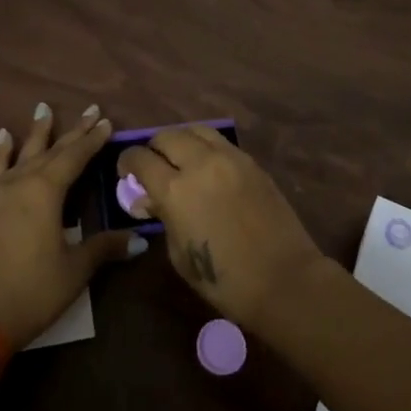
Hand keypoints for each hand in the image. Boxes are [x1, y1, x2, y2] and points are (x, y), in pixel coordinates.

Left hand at [0, 103, 144, 348]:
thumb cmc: (32, 291)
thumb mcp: (74, 270)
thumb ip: (104, 248)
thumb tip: (139, 240)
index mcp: (46, 191)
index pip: (75, 157)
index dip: (92, 140)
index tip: (106, 122)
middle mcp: (21, 182)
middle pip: (51, 150)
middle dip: (73, 131)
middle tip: (90, 111)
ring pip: (21, 153)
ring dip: (35, 132)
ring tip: (42, 109)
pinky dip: (0, 153)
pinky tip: (3, 139)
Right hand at [120, 125, 323, 332]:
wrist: (283, 279)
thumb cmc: (224, 280)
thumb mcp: (179, 254)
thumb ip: (162, 218)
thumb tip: (148, 199)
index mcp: (175, 190)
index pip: (140, 159)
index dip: (127, 162)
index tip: (126, 171)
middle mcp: (200, 163)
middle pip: (166, 136)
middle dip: (153, 148)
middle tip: (153, 165)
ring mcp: (229, 158)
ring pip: (195, 130)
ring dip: (181, 140)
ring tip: (181, 158)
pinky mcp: (251, 162)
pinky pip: (220, 142)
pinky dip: (206, 147)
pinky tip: (207, 166)